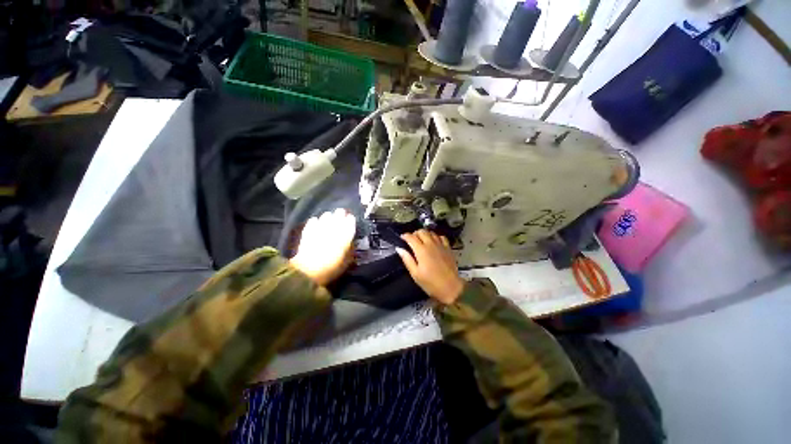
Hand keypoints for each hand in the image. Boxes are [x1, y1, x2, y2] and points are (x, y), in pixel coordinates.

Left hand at [290, 209, 355, 285]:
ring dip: (329, 216)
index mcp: (345, 235)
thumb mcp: (346, 262)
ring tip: (329, 217)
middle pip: (338, 215)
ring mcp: (320, 228)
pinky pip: (313, 221)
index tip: (351, 219)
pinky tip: (316, 222)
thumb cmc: (331, 268)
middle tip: (341, 213)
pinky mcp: (308, 231)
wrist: (308, 271)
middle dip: (340, 214)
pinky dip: (316, 221)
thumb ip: (350, 250)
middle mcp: (333, 229)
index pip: (350, 222)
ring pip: (326, 216)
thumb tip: (351, 244)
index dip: (351, 220)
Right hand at [395, 230, 465, 304]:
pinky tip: (434, 242)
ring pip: (431, 232)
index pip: (411, 237)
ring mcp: (441, 245)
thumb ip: (407, 259)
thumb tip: (399, 248)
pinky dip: (436, 237)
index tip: (402, 238)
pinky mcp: (448, 248)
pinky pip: (441, 237)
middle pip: (421, 231)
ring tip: (422, 240)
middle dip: (415, 233)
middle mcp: (431, 244)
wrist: (451, 287)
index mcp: (421, 250)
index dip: (405, 236)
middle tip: (411, 240)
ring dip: (425, 234)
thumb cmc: (430, 283)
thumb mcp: (415, 274)